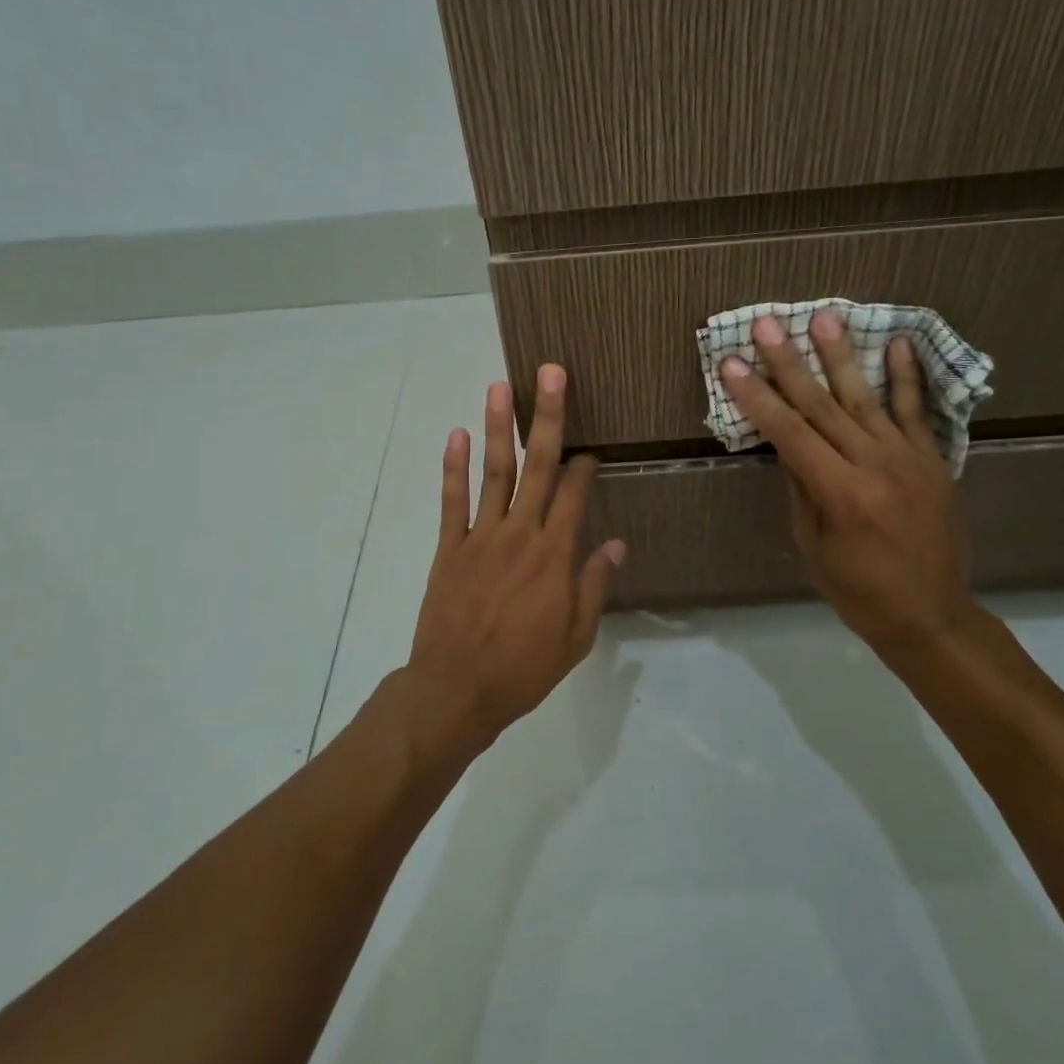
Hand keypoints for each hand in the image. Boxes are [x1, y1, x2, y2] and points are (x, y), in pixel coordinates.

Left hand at [403, 365, 625, 751]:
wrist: (456, 690)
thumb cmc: (524, 668)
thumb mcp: (576, 637)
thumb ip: (595, 584)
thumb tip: (615, 542)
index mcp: (554, 554)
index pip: (575, 494)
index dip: (585, 465)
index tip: (591, 448)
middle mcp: (520, 533)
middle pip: (538, 465)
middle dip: (548, 417)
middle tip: (551, 372)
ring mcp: (480, 536)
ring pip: (494, 472)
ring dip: (497, 427)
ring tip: (500, 386)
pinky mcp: (448, 547)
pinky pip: (451, 500)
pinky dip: (453, 467)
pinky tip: (456, 434)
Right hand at [720, 310, 981, 664]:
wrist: (933, 616)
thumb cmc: (859, 591)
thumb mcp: (813, 545)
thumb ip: (801, 487)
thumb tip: (785, 441)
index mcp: (841, 493)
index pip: (789, 433)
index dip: (757, 397)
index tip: (731, 364)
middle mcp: (875, 465)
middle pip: (822, 405)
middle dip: (789, 363)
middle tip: (767, 324)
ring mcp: (908, 458)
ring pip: (866, 398)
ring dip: (841, 356)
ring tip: (824, 318)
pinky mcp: (932, 459)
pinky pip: (916, 411)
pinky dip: (907, 376)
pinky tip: (897, 342)